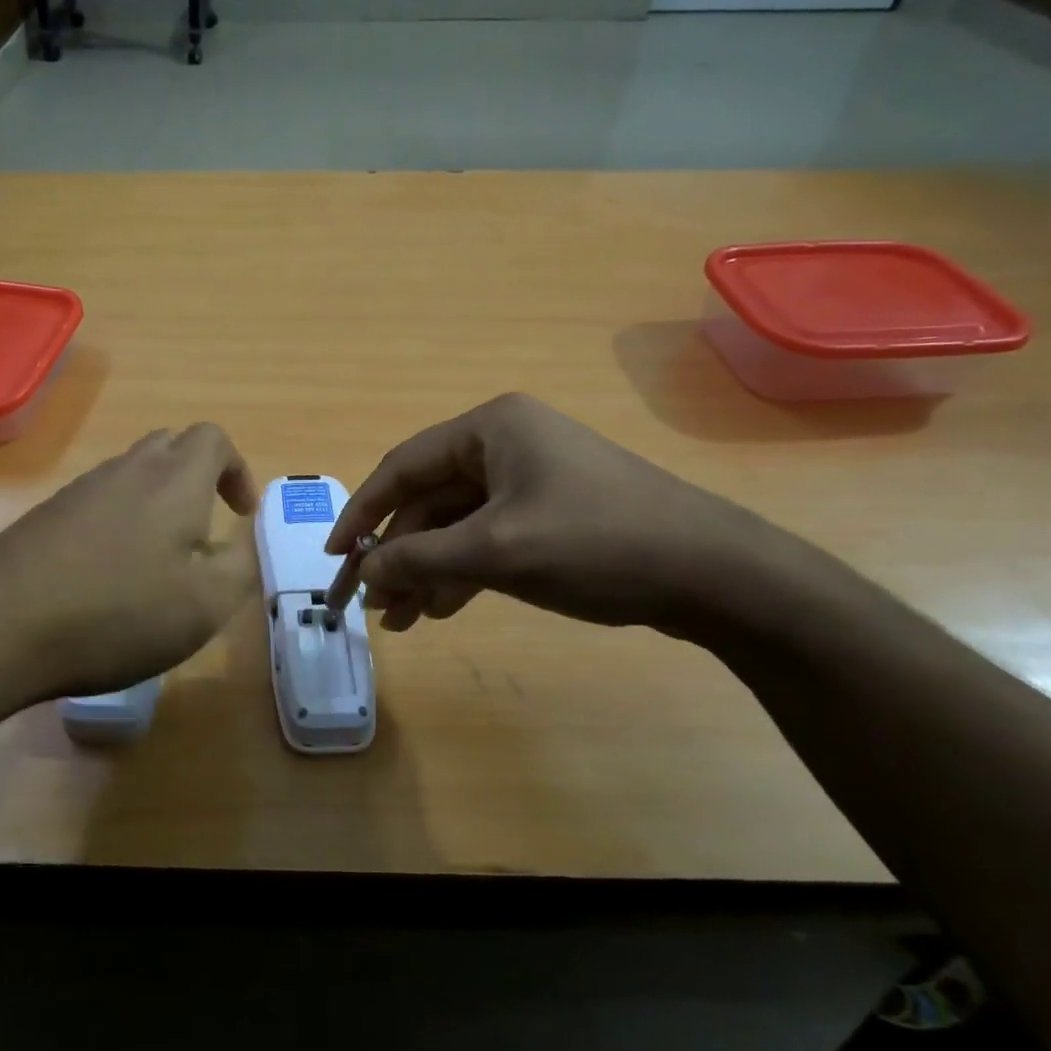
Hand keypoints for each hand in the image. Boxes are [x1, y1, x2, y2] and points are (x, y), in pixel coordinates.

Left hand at [0, 423, 259, 705]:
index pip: (213, 438)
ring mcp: (79, 491)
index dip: (236, 469)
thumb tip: (241, 540)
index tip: (239, 514)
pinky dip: (119, 523)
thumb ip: (239, 565)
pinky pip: (96, 502)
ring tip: (159, 560)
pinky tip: (109, 575)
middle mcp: (126, 471)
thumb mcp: (205, 604)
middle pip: (170, 446)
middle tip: (204, 530)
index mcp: (174, 480)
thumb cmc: (118, 611)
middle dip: (197, 478)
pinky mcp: (45, 517)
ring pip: (130, 474)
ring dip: (156, 502)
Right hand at [326, 393, 761, 634]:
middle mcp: (506, 444)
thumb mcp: (495, 551)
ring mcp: (531, 480)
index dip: (362, 513)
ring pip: (456, 525)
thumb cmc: (596, 544)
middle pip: (428, 500)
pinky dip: (462, 572)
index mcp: (490, 428)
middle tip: (370, 606)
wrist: (715, 575)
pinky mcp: (550, 514)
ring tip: (402, 621)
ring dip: (426, 570)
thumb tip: (361, 574)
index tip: (335, 558)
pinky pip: (487, 538)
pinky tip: (442, 609)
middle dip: (398, 555)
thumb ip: (418, 559)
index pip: (402, 467)